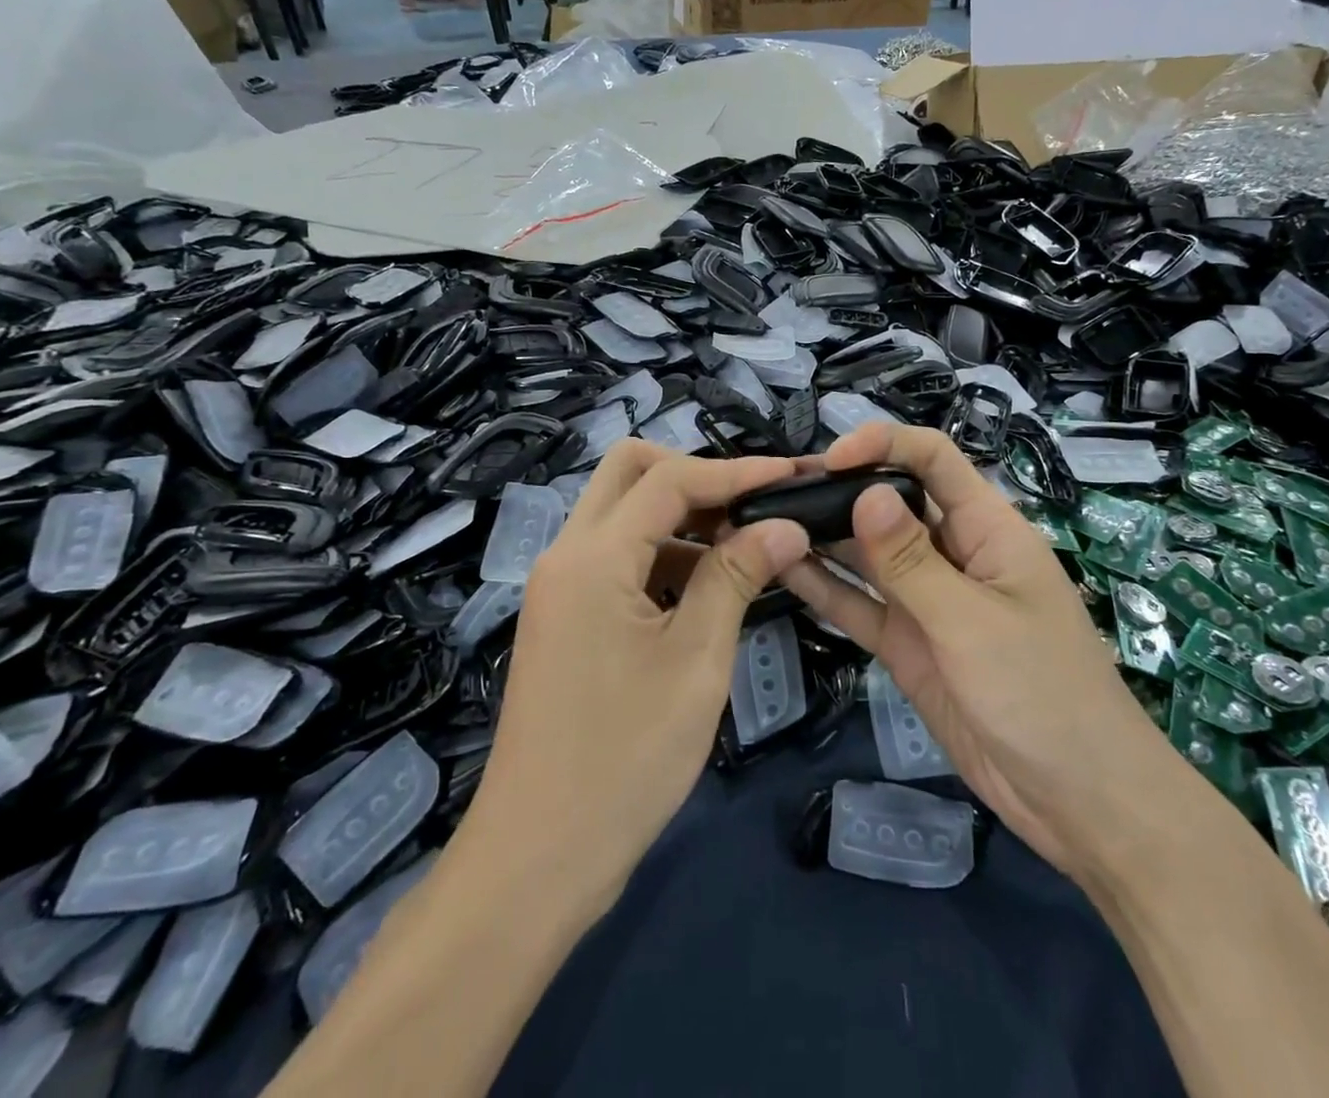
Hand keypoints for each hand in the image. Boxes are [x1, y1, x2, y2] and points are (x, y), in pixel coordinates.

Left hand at [464, 443, 808, 909]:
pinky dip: (666, 553)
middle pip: (629, 472)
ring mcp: (561, 586)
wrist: (537, 858)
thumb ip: (737, 577)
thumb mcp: (696, 661)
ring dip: (683, 515)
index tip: (792, 474)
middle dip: (696, 474)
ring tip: (747, 544)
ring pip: (623, 513)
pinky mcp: (567, 616)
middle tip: (755, 503)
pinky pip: (619, 557)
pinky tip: (711, 586)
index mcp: (592, 558)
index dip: (736, 470)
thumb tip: (785, 525)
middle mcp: (567, 555)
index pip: (669, 479)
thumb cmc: (624, 760)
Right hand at [780, 425, 1162, 879]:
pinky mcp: (907, 643)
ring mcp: (927, 600)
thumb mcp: (973, 622)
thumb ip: (912, 561)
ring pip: (868, 554)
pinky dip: (825, 589)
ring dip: (824, 536)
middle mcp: (952, 553)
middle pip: (891, 503)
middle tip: (775, 490)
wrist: (1079, 802)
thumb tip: (865, 493)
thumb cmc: (1043, 694)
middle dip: (839, 490)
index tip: (830, 459)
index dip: (884, 444)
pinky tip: (781, 570)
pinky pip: (860, 605)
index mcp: (986, 529)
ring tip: (764, 521)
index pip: (933, 459)